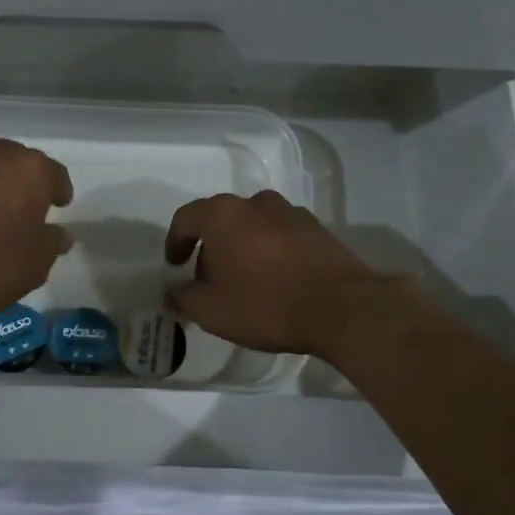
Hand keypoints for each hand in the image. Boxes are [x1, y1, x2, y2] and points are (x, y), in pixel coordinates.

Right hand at [164, 191, 384, 356]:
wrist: (340, 307)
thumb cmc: (265, 304)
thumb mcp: (211, 310)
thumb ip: (184, 298)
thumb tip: (174, 293)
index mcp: (223, 215)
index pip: (186, 218)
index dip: (175, 241)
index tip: (175, 265)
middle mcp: (255, 203)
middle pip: (221, 220)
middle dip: (210, 248)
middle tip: (208, 280)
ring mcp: (290, 212)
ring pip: (253, 226)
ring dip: (242, 247)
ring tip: (244, 281)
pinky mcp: (316, 228)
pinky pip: (280, 235)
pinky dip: (270, 251)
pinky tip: (275, 280)